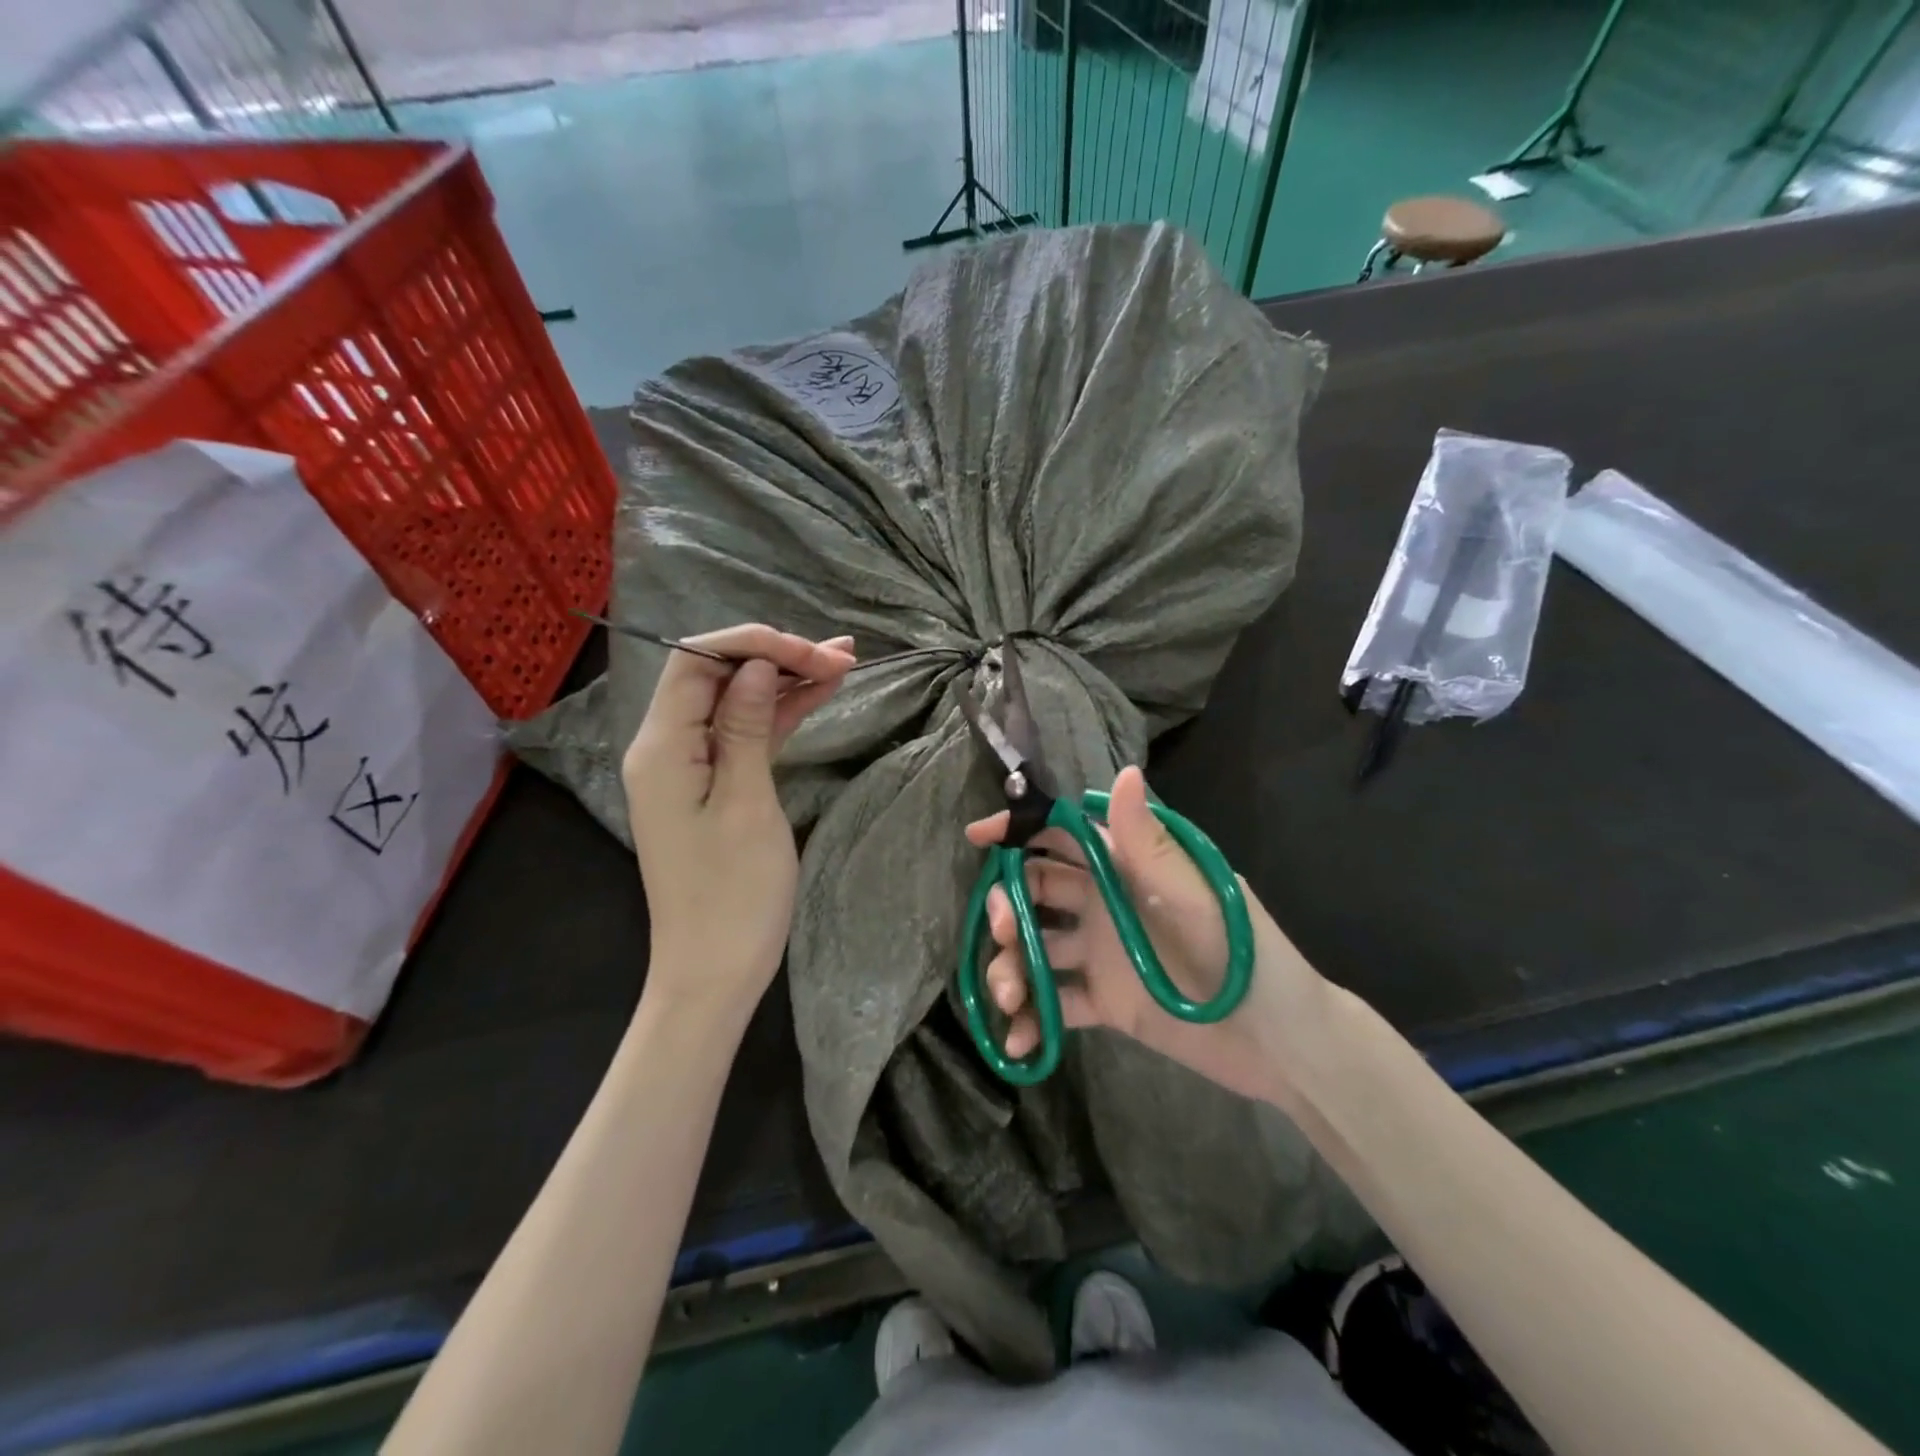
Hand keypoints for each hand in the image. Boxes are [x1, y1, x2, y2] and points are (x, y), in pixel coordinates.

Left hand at [625, 625, 854, 1018]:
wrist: (715, 971)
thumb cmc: (732, 895)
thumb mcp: (746, 804)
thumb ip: (745, 727)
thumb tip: (754, 665)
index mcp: (661, 747)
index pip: (696, 662)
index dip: (754, 644)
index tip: (811, 652)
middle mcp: (668, 747)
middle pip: (718, 676)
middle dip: (777, 657)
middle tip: (841, 657)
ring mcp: (692, 766)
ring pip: (738, 703)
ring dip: (786, 681)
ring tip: (843, 664)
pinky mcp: (715, 785)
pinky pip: (746, 735)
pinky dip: (781, 714)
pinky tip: (821, 694)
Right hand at [965, 766, 1305, 1101]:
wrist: (1280, 1042)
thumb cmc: (1241, 952)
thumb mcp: (1195, 894)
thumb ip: (1150, 842)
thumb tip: (1124, 772)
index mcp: (1127, 867)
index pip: (1063, 835)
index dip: (1019, 830)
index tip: (977, 837)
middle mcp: (1106, 903)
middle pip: (1037, 892)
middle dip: (1007, 906)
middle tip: (1002, 932)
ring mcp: (1103, 954)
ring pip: (1038, 948)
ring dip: (1013, 966)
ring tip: (1011, 997)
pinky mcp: (1106, 1002)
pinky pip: (1057, 1003)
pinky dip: (1034, 1018)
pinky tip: (1021, 1041)